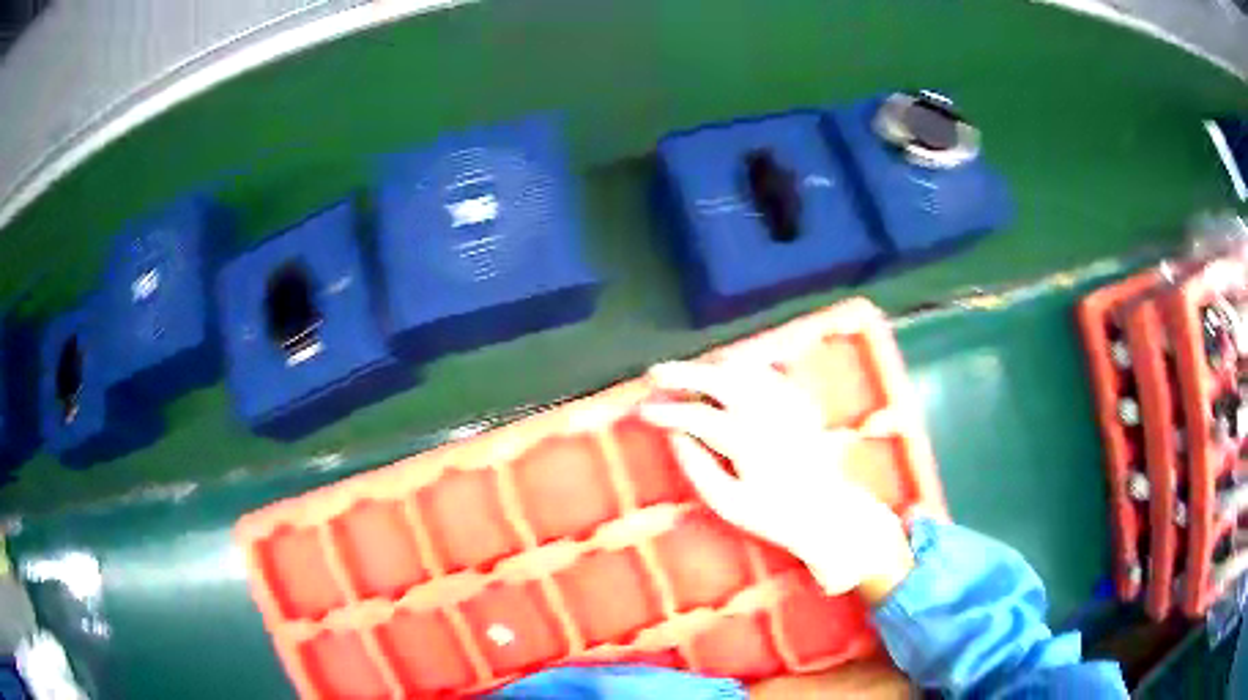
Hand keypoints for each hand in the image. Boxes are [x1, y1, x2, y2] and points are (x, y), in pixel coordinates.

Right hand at [639, 362, 913, 602]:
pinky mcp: (800, 404)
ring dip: (711, 367)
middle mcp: (770, 416)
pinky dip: (742, 368)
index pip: (699, 417)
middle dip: (685, 373)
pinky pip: (767, 374)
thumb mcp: (728, 504)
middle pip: (722, 380)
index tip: (643, 412)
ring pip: (745, 369)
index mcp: (749, 443)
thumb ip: (698, 468)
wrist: (827, 514)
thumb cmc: (774, 516)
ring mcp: (789, 406)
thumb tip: (674, 437)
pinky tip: (727, 372)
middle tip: (655, 374)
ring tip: (687, 373)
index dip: (668, 412)